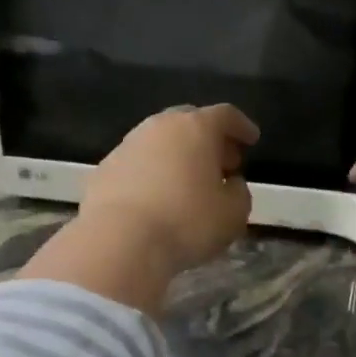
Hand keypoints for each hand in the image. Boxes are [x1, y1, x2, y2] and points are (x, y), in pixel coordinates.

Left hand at [82, 104, 257, 272]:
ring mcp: (127, 145)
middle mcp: (159, 126)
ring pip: (159, 141)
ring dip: (177, 155)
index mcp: (195, 128)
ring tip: (188, 183)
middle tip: (221, 163)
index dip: (242, 126)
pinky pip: (137, 163)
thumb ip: (239, 192)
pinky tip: (156, 197)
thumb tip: (230, 183)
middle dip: (208, 139)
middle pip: (189, 121)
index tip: (251, 140)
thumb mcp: (233, 214)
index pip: (225, 115)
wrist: (119, 241)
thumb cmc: (186, 222)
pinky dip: (151, 173)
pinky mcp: (104, 169)